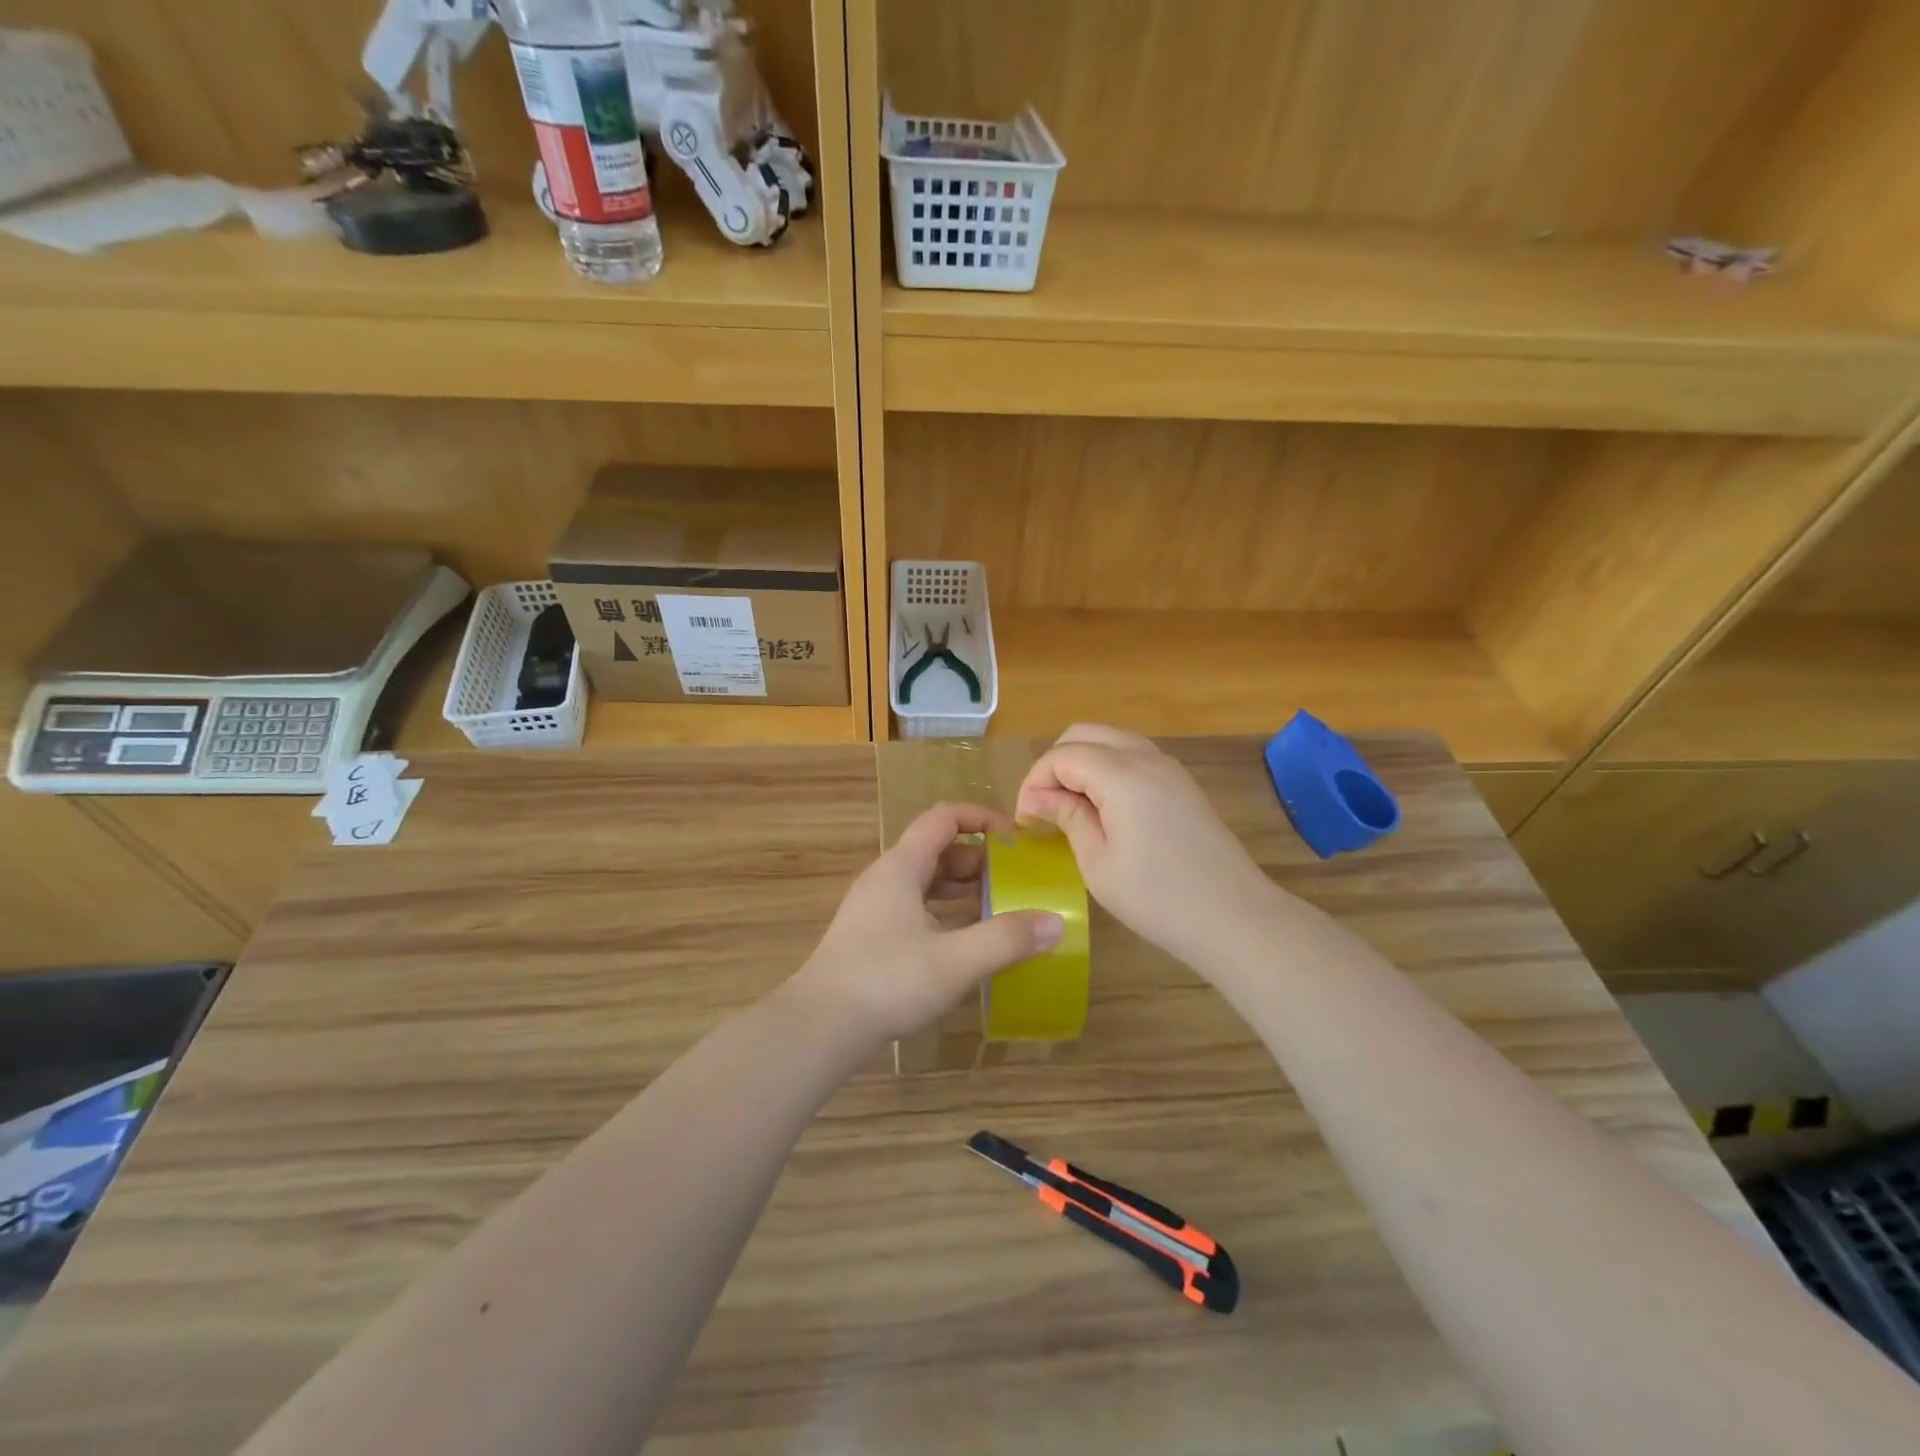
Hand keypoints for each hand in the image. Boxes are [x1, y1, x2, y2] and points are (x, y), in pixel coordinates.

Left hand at [784, 802, 1065, 1050]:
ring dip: (961, 888)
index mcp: (901, 867)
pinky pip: (915, 907)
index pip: (944, 818)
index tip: (1015, 838)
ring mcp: (874, 907)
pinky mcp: (870, 935)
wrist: (820, 1026)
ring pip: (925, 881)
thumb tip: (1055, 922)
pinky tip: (964, 941)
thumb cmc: (888, 981)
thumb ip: (1006, 939)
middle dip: (978, 860)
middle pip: (936, 849)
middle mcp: (885, 878)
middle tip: (1013, 882)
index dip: (981, 818)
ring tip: (997, 909)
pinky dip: (944, 912)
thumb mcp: (956, 960)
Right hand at [1015, 724, 1284, 967]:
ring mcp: (1169, 768)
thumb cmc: (1158, 898)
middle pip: (1084, 734)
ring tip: (1069, 807)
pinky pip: (1133, 757)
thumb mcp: (1098, 862)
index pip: (1062, 756)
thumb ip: (1067, 817)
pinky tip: (1103, 808)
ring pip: (1111, 741)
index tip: (1025, 821)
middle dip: (1055, 764)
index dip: (1034, 782)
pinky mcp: (1182, 784)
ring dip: (1082, 763)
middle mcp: (1146, 757)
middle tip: (1043, 807)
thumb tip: (1037, 798)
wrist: (1235, 918)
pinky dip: (1107, 769)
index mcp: (1121, 774)